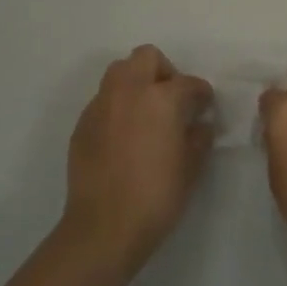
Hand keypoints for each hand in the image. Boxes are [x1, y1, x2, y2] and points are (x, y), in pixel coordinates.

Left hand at [62, 45, 213, 278]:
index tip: (204, 106)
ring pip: (119, 73)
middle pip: (146, 57)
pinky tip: (124, 136)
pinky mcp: (82, 124)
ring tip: (146, 113)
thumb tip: (200, 124)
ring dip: (136, 83)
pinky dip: (117, 107)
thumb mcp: (191, 167)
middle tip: (172, 99)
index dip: (201, 93)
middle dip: (163, 71)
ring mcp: (101, 106)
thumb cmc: (156, 196)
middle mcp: (128, 92)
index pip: (187, 82)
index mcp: (161, 98)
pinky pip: (103, 101)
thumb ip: (199, 137)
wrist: (104, 228)